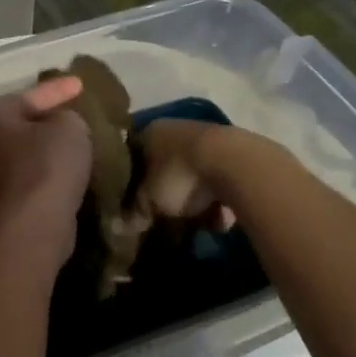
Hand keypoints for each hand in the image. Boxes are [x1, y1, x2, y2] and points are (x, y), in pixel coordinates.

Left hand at [0, 77, 92, 224]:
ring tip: (74, 145)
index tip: (80, 84)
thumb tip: (59, 125)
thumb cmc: (46, 163)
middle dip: (45, 120)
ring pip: (21, 153)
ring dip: (45, 150)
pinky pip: (26, 178)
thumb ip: (65, 116)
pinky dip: (44, 173)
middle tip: (73, 114)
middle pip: (18, 125)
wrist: (33, 223)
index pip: (28, 96)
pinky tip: (66, 172)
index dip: (58, 89)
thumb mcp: (69, 126)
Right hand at [134, 118, 236, 232]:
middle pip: (163, 167)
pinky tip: (220, 219)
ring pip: (193, 176)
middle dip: (165, 194)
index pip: (131, 157)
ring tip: (197, 222)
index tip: (131, 204)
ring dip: (195, 201)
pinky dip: (218, 201)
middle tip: (164, 218)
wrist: (237, 165)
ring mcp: (208, 139)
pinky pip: (218, 183)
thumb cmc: (179, 177)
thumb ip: (133, 212)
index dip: (130, 183)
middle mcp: (176, 129)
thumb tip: (119, 227)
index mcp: (149, 133)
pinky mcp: (236, 153)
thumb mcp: (148, 202)